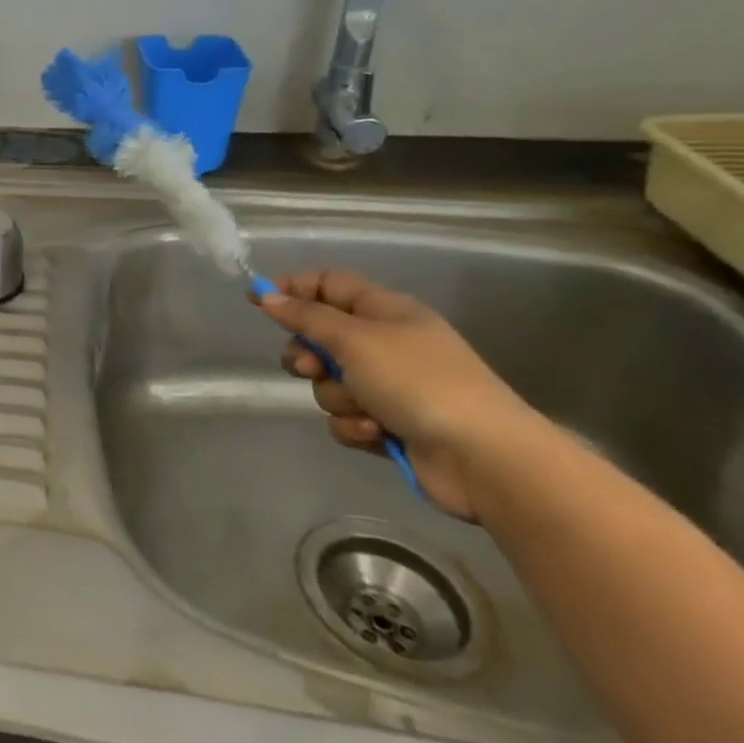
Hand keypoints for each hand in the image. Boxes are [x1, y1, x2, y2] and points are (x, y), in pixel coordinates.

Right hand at [258, 269, 537, 519]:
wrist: (485, 459)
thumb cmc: (419, 382)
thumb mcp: (355, 339)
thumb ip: (306, 317)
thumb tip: (267, 295)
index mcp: (386, 311)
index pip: (329, 283)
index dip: (293, 288)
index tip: (258, 301)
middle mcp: (385, 344)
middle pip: (320, 337)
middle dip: (308, 355)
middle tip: (309, 367)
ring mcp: (389, 386)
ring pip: (329, 382)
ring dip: (337, 396)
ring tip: (363, 408)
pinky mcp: (388, 425)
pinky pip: (346, 417)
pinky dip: (355, 425)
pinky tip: (376, 434)